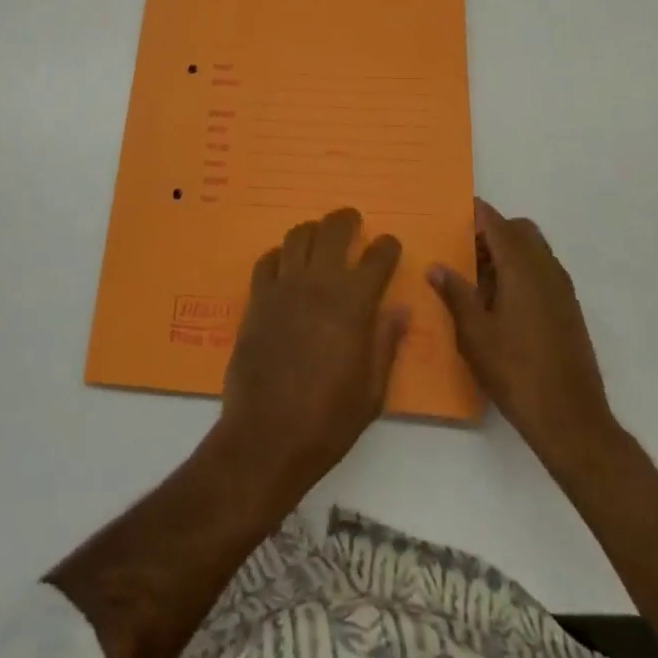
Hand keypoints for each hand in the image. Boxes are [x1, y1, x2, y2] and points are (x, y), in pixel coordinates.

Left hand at [215, 208, 407, 502]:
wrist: (267, 436)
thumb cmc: (328, 420)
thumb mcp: (372, 392)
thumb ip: (386, 344)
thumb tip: (400, 311)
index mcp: (354, 304)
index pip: (377, 258)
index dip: (387, 247)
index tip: (390, 245)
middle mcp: (319, 283)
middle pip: (333, 230)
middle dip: (347, 220)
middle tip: (352, 222)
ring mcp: (284, 287)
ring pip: (297, 236)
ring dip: (312, 231)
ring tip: (318, 237)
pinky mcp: (257, 298)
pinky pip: (267, 260)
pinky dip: (279, 255)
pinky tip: (284, 265)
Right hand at [429, 199, 619, 464]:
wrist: (571, 419)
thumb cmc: (516, 371)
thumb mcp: (474, 334)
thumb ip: (455, 294)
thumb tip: (436, 267)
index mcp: (520, 266)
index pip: (496, 222)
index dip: (474, 215)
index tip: (451, 218)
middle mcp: (545, 268)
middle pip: (519, 230)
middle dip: (493, 232)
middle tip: (465, 254)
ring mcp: (562, 289)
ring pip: (534, 250)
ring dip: (509, 253)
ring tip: (480, 282)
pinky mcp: (569, 309)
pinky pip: (544, 272)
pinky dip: (523, 272)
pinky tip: (503, 305)